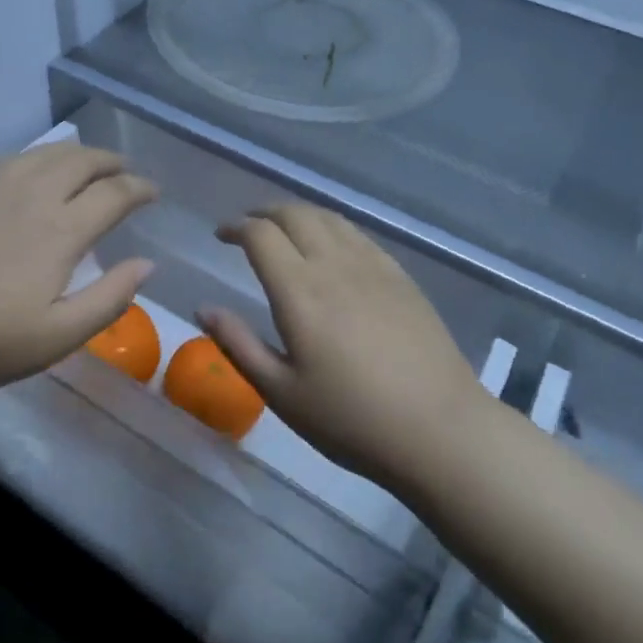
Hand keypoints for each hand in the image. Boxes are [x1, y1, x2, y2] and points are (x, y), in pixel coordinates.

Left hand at [0, 144, 157, 398]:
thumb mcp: (54, 338)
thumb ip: (108, 299)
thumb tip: (147, 264)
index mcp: (61, 229)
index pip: (115, 193)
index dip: (140, 188)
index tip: (152, 192)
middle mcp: (30, 192)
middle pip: (82, 160)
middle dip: (111, 162)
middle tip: (123, 172)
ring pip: (42, 153)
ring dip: (74, 155)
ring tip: (82, 166)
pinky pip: (3, 159)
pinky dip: (28, 161)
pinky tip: (22, 174)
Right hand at [200, 204, 483, 486]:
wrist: (439, 430)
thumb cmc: (351, 419)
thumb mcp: (282, 393)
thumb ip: (239, 344)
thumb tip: (203, 309)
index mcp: (299, 291)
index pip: (260, 235)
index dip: (236, 227)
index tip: (221, 236)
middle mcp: (334, 265)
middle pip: (295, 214)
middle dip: (264, 212)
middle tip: (248, 227)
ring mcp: (373, 266)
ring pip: (329, 218)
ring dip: (298, 214)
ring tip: (284, 229)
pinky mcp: (401, 277)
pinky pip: (358, 234)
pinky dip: (332, 227)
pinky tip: (331, 247)